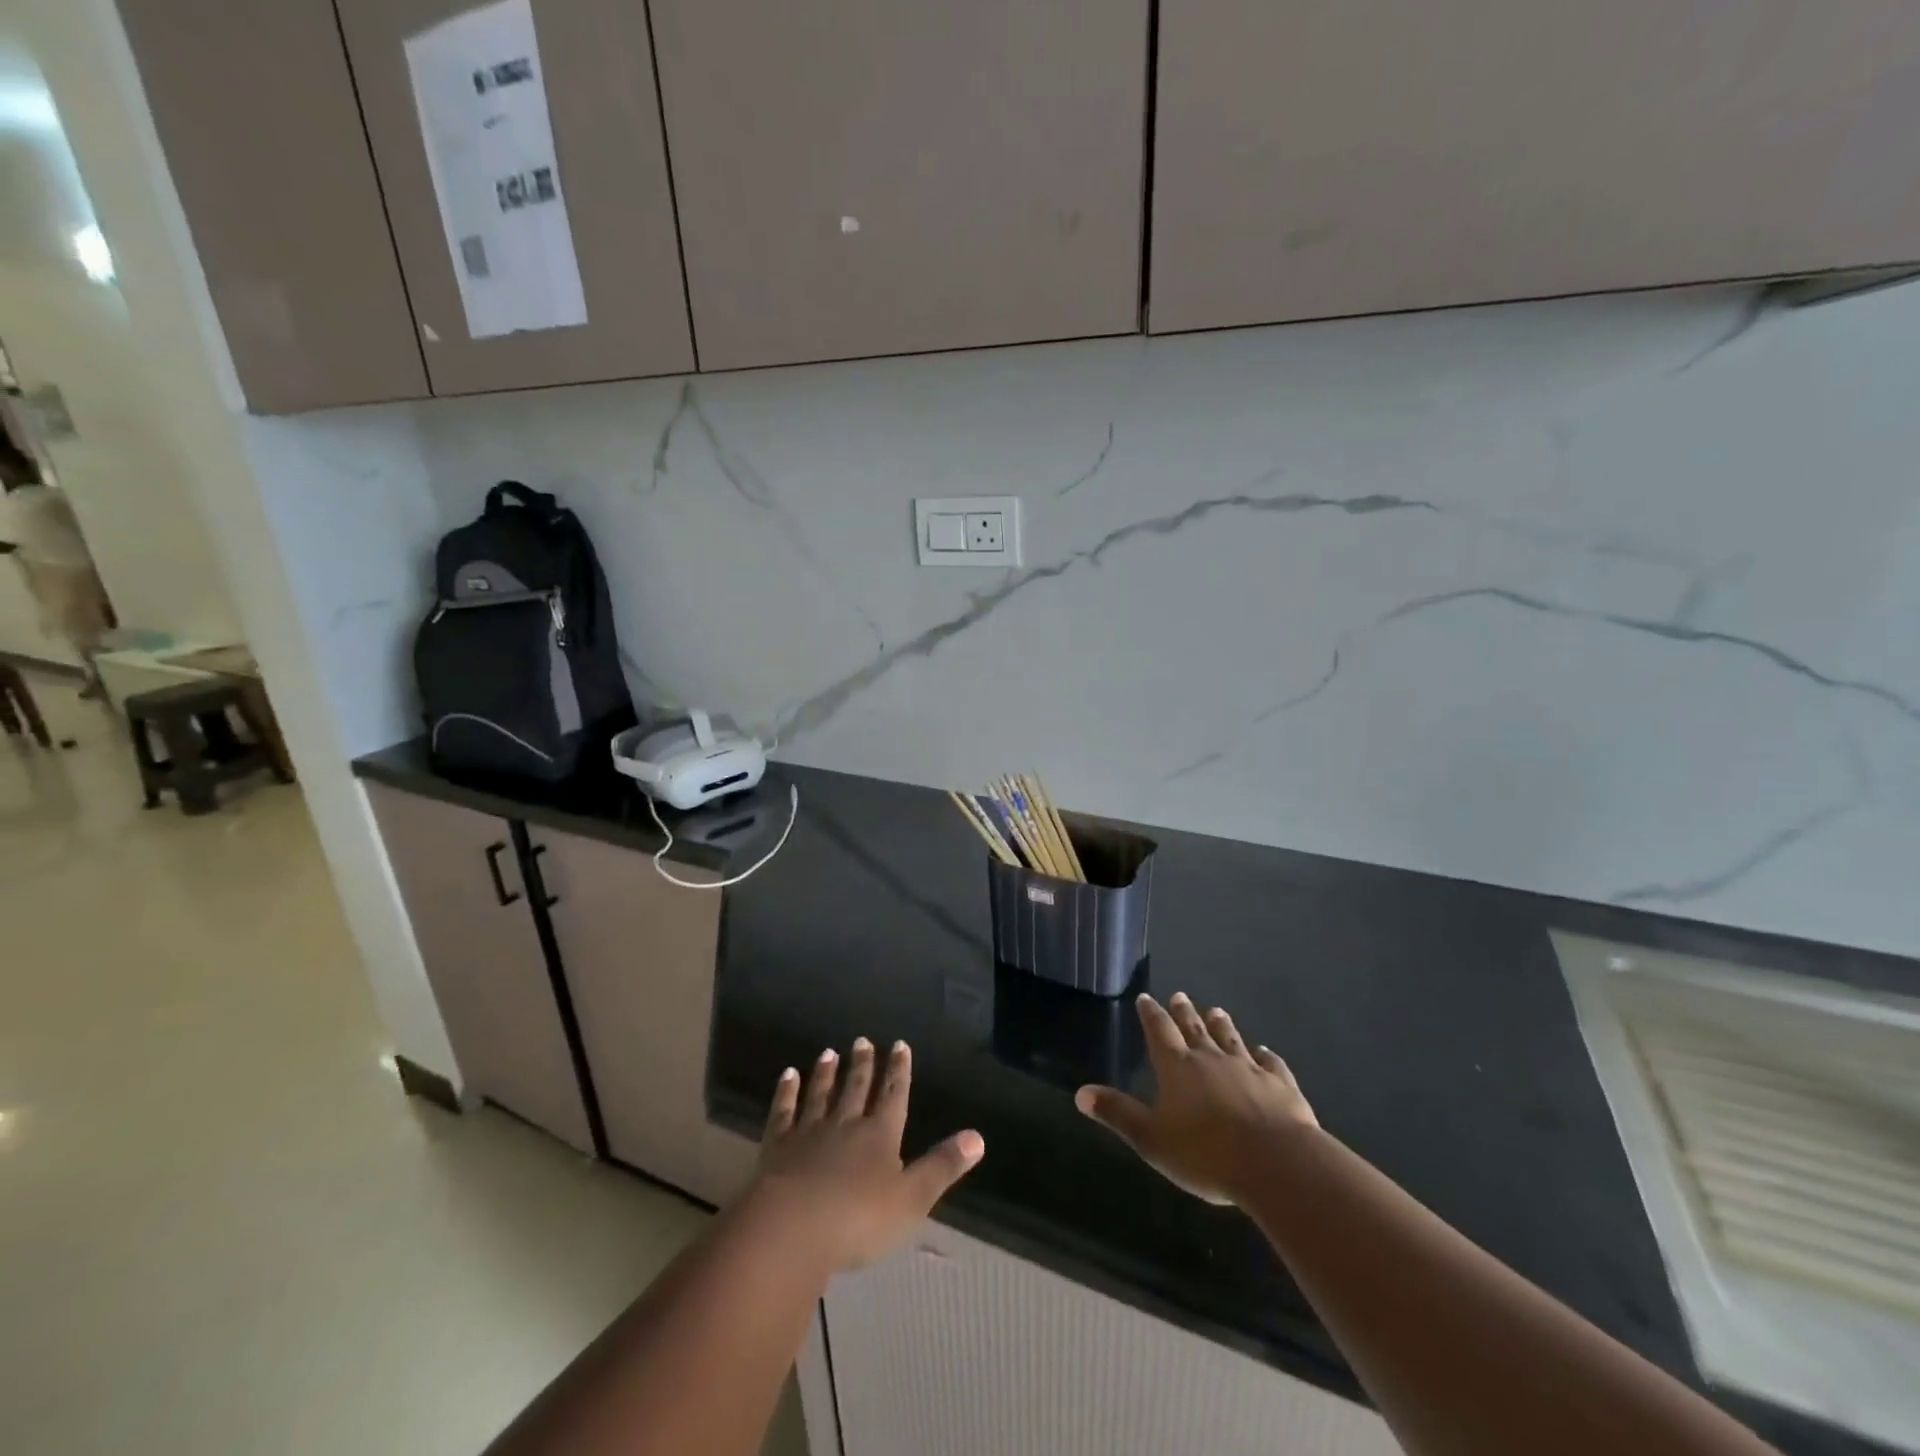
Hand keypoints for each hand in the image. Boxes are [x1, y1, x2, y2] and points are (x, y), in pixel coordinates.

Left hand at [745, 1038, 984, 1271]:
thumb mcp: (912, 1199)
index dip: (898, 1071)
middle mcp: (846, 1124)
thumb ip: (943, 1166)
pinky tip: (788, 1075)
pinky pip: (784, 1111)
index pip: (894, 1095)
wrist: (791, 1227)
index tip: (900, 1044)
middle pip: (856, 1089)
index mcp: (880, 1135)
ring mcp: (809, 1132)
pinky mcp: (778, 1146)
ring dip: (826, 1073)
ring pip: (821, 1094)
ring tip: (829, 1052)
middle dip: (863, 1065)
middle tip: (862, 1040)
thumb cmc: (858, 1219)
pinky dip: (786, 1092)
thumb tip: (979, 1137)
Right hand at [1076, 993, 1316, 1206]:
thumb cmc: (1206, 1153)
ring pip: (1231, 1039)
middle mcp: (1211, 1059)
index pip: (1159, 1032)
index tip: (1146, 998)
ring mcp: (1249, 1070)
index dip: (1150, 1014)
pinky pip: (1271, 1064)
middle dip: (1184, 1011)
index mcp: (1177, 1067)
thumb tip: (1080, 1093)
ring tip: (1217, 1011)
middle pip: (1194, 1028)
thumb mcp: (1151, 1139)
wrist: (1276, 1164)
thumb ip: (1118, 1114)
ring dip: (1222, 1025)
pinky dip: (1267, 1056)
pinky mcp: (1281, 1086)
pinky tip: (1266, 1052)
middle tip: (1179, 995)